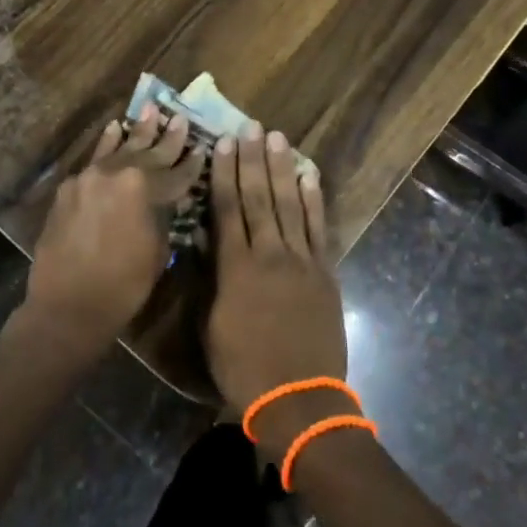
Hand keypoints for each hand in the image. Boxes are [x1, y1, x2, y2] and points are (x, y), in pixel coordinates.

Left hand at [22, 106, 201, 349]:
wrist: (67, 305)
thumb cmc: (123, 286)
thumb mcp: (158, 251)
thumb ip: (164, 216)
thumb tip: (168, 200)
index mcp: (146, 188)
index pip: (178, 173)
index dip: (193, 164)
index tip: (203, 149)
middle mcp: (118, 173)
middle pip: (150, 153)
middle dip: (169, 138)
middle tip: (180, 119)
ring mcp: (91, 176)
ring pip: (121, 148)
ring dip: (138, 131)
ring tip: (151, 109)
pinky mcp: (71, 186)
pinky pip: (95, 159)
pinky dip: (107, 144)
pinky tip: (114, 129)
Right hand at [204, 125, 347, 432]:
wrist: (299, 399)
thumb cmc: (244, 369)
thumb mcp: (212, 326)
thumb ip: (209, 277)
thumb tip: (201, 238)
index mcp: (236, 268)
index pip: (228, 209)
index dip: (225, 174)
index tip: (223, 144)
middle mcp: (269, 254)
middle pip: (259, 198)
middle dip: (253, 160)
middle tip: (250, 127)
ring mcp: (302, 261)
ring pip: (289, 204)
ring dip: (282, 169)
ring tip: (277, 138)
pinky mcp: (325, 272)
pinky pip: (318, 228)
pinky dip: (313, 200)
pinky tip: (308, 175)